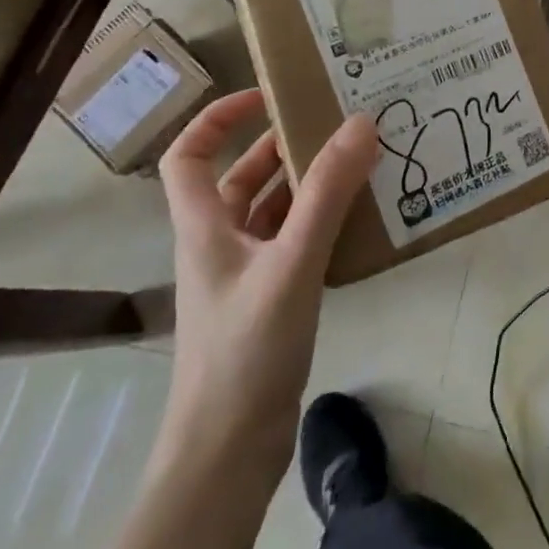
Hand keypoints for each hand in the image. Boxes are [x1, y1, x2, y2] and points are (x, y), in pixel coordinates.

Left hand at [155, 90, 378, 486]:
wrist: (228, 452)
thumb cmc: (245, 350)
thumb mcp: (290, 263)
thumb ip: (326, 194)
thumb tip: (360, 122)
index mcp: (204, 226)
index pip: (188, 155)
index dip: (218, 118)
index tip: (267, 96)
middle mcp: (219, 242)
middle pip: (241, 176)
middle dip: (283, 145)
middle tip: (337, 123)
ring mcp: (245, 273)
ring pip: (274, 209)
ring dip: (309, 183)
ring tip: (359, 160)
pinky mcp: (269, 298)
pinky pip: (294, 240)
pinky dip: (321, 220)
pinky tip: (359, 216)